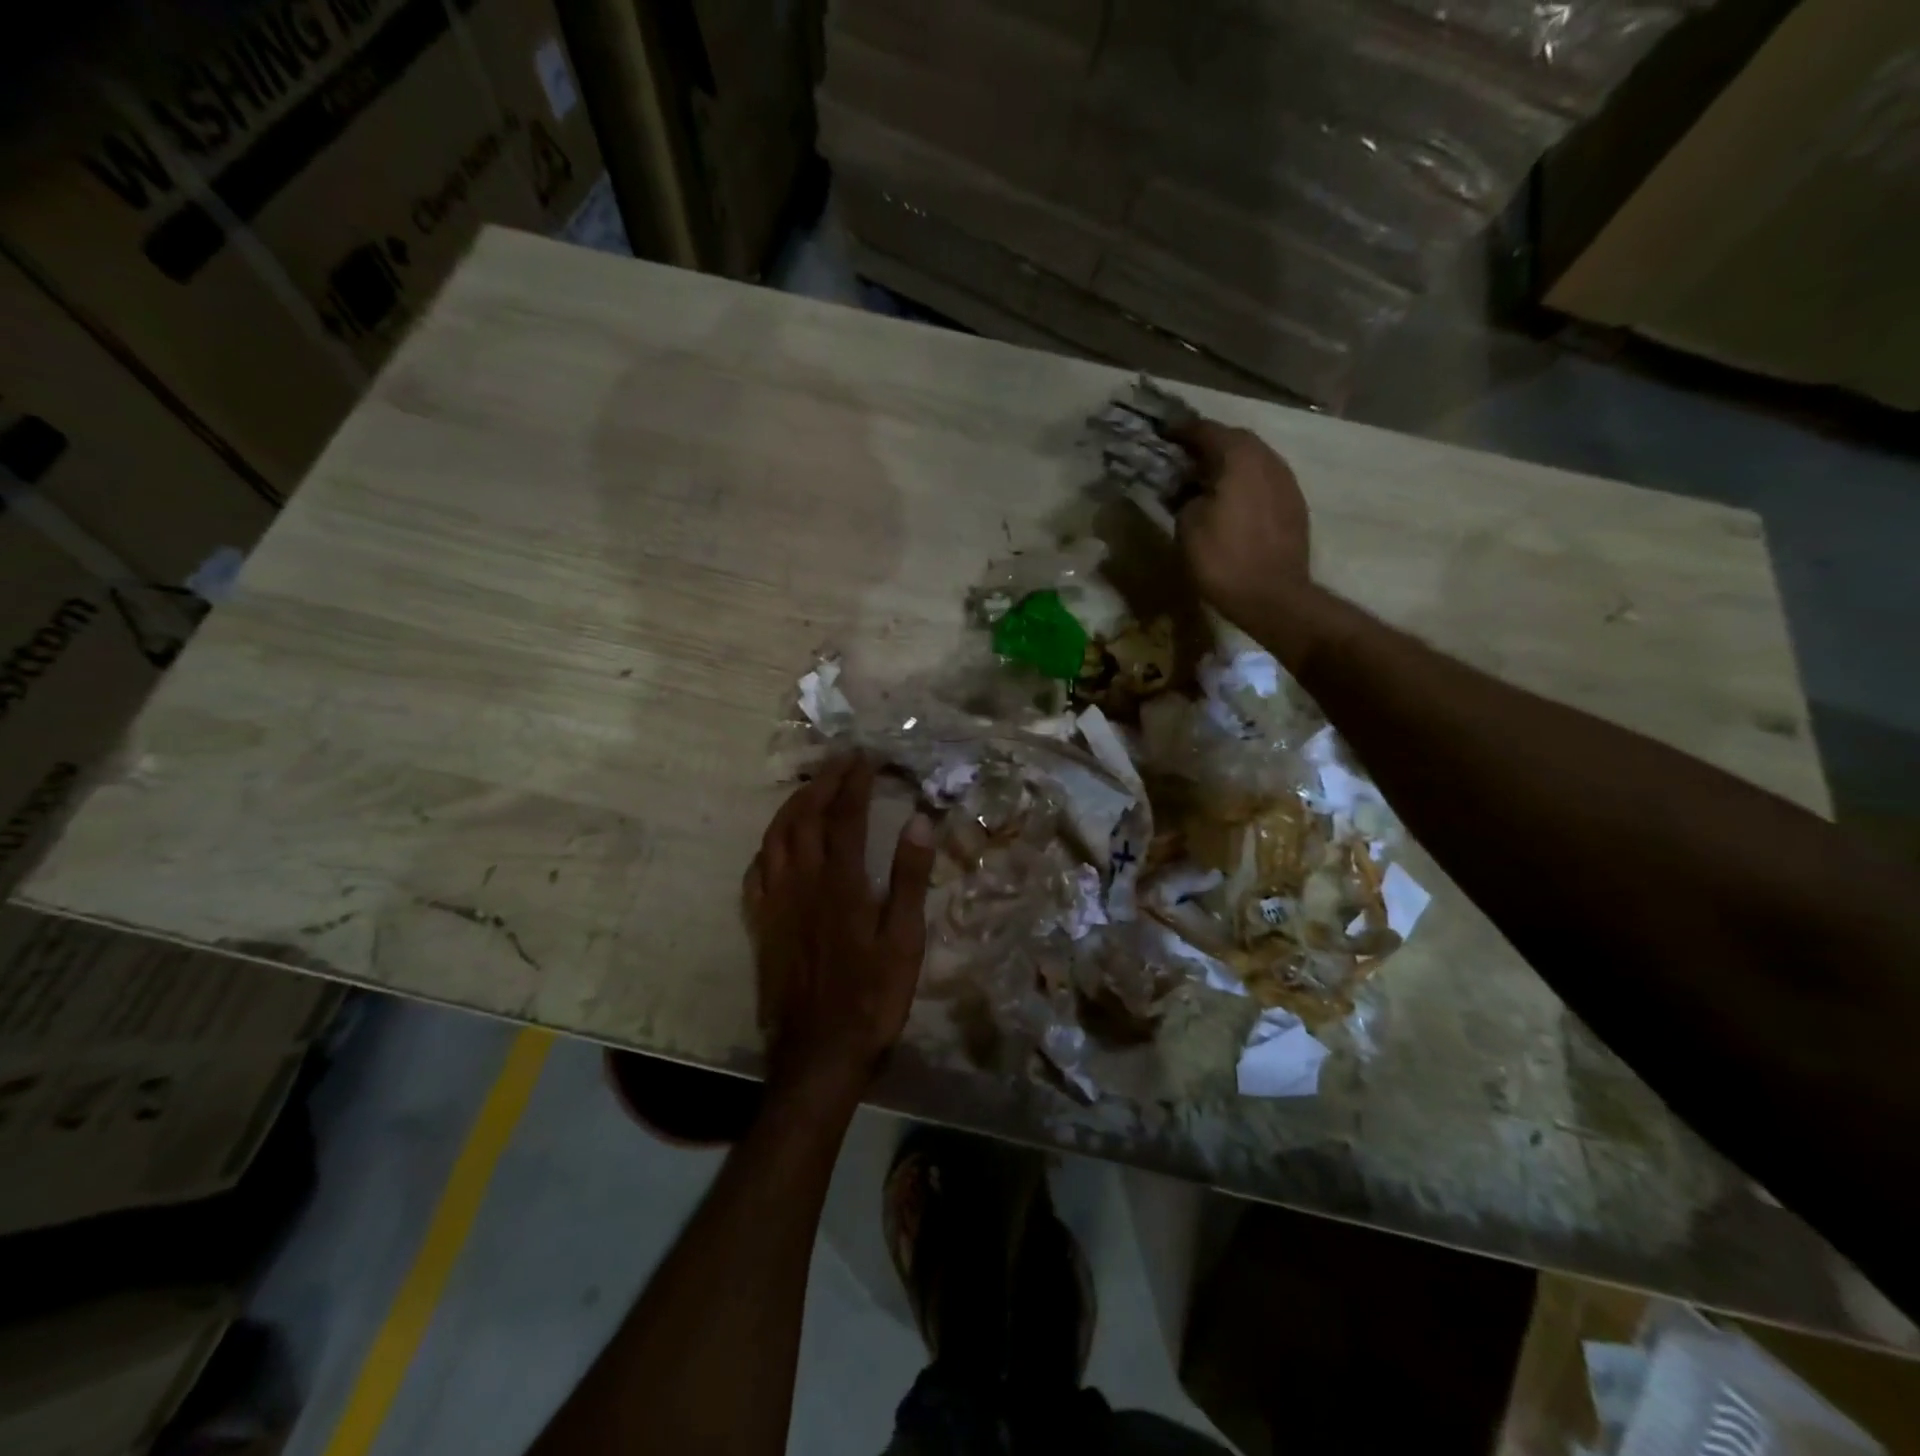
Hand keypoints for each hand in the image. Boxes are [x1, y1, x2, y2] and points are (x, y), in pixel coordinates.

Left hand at [743, 754, 936, 1104]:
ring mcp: (776, 903)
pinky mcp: (761, 925)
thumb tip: (919, 821)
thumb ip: (910, 879)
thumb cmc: (872, 998)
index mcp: (842, 883)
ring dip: (792, 805)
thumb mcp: (905, 941)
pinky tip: (777, 842)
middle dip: (823, 782)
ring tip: (810, 788)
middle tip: (840, 760)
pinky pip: (757, 871)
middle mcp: (803, 882)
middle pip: (806, 817)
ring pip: (776, 838)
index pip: (846, 816)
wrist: (819, 1053)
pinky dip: (768, 845)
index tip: (865, 757)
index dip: (855, 782)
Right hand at [1173, 420, 1312, 626]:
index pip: (1207, 431)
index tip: (1163, 434)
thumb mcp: (1187, 526)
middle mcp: (1268, 459)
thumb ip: (1187, 497)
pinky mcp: (1294, 505)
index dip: (1182, 431)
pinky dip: (1245, 483)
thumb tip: (1192, 491)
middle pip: (1235, 440)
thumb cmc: (1223, 559)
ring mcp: (1286, 482)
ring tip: (1207, 479)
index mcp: (1239, 458)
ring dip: (1229, 464)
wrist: (1272, 596)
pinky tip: (1231, 500)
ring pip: (1253, 460)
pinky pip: (1265, 481)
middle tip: (1185, 457)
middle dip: (1209, 445)